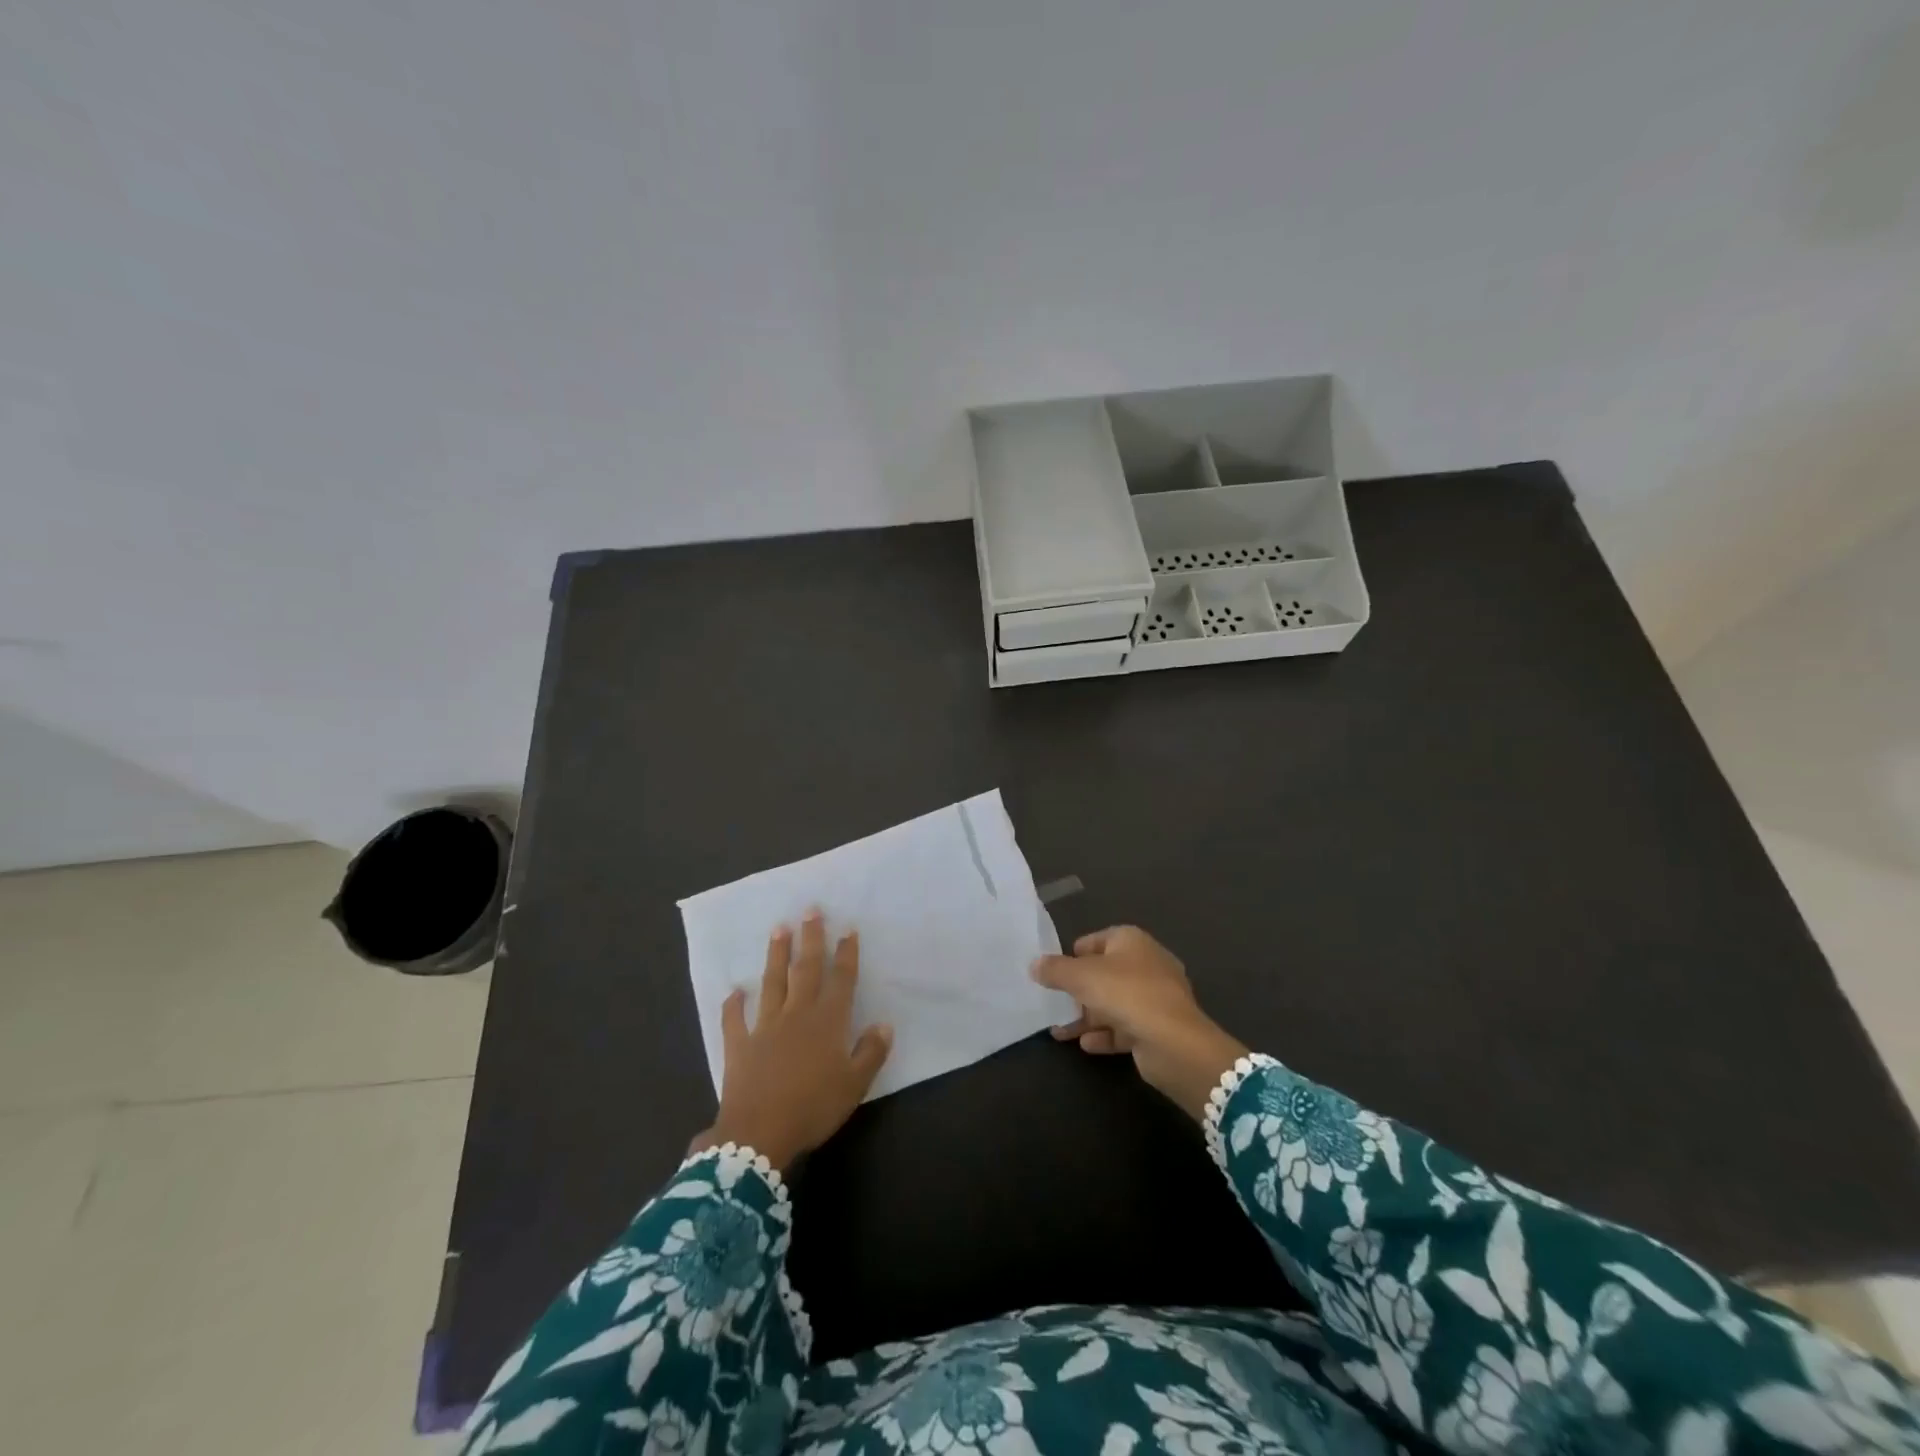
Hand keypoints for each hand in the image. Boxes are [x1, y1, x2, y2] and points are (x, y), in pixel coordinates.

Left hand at [691, 911, 892, 1170]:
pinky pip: (735, 1020)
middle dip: (811, 939)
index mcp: (827, 1022)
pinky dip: (733, 1005)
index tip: (848, 928)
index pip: (841, 979)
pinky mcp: (740, 1045)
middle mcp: (797, 1014)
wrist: (758, 1134)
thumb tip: (884, 1024)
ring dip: (776, 955)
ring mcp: (765, 1027)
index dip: (846, 953)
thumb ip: (870, 1052)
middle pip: (806, 970)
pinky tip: (734, 992)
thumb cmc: (813, 1108)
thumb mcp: (854, 1085)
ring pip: (772, 983)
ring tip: (779, 929)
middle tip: (811, 910)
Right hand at [1032, 926, 1247, 1117]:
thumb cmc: (1125, 993)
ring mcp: (1155, 998)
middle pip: (1105, 973)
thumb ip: (1055, 970)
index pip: (1097, 939)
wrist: (1173, 1042)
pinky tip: (1085, 1044)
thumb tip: (1034, 964)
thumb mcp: (1081, 976)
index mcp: (1132, 941)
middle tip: (1053, 1002)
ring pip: (1113, 1003)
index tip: (1054, 970)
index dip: (1074, 953)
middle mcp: (1146, 964)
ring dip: (1087, 1016)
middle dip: (1078, 989)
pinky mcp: (1158, 1028)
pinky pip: (1125, 1027)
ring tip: (1059, 1031)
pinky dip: (1104, 1034)